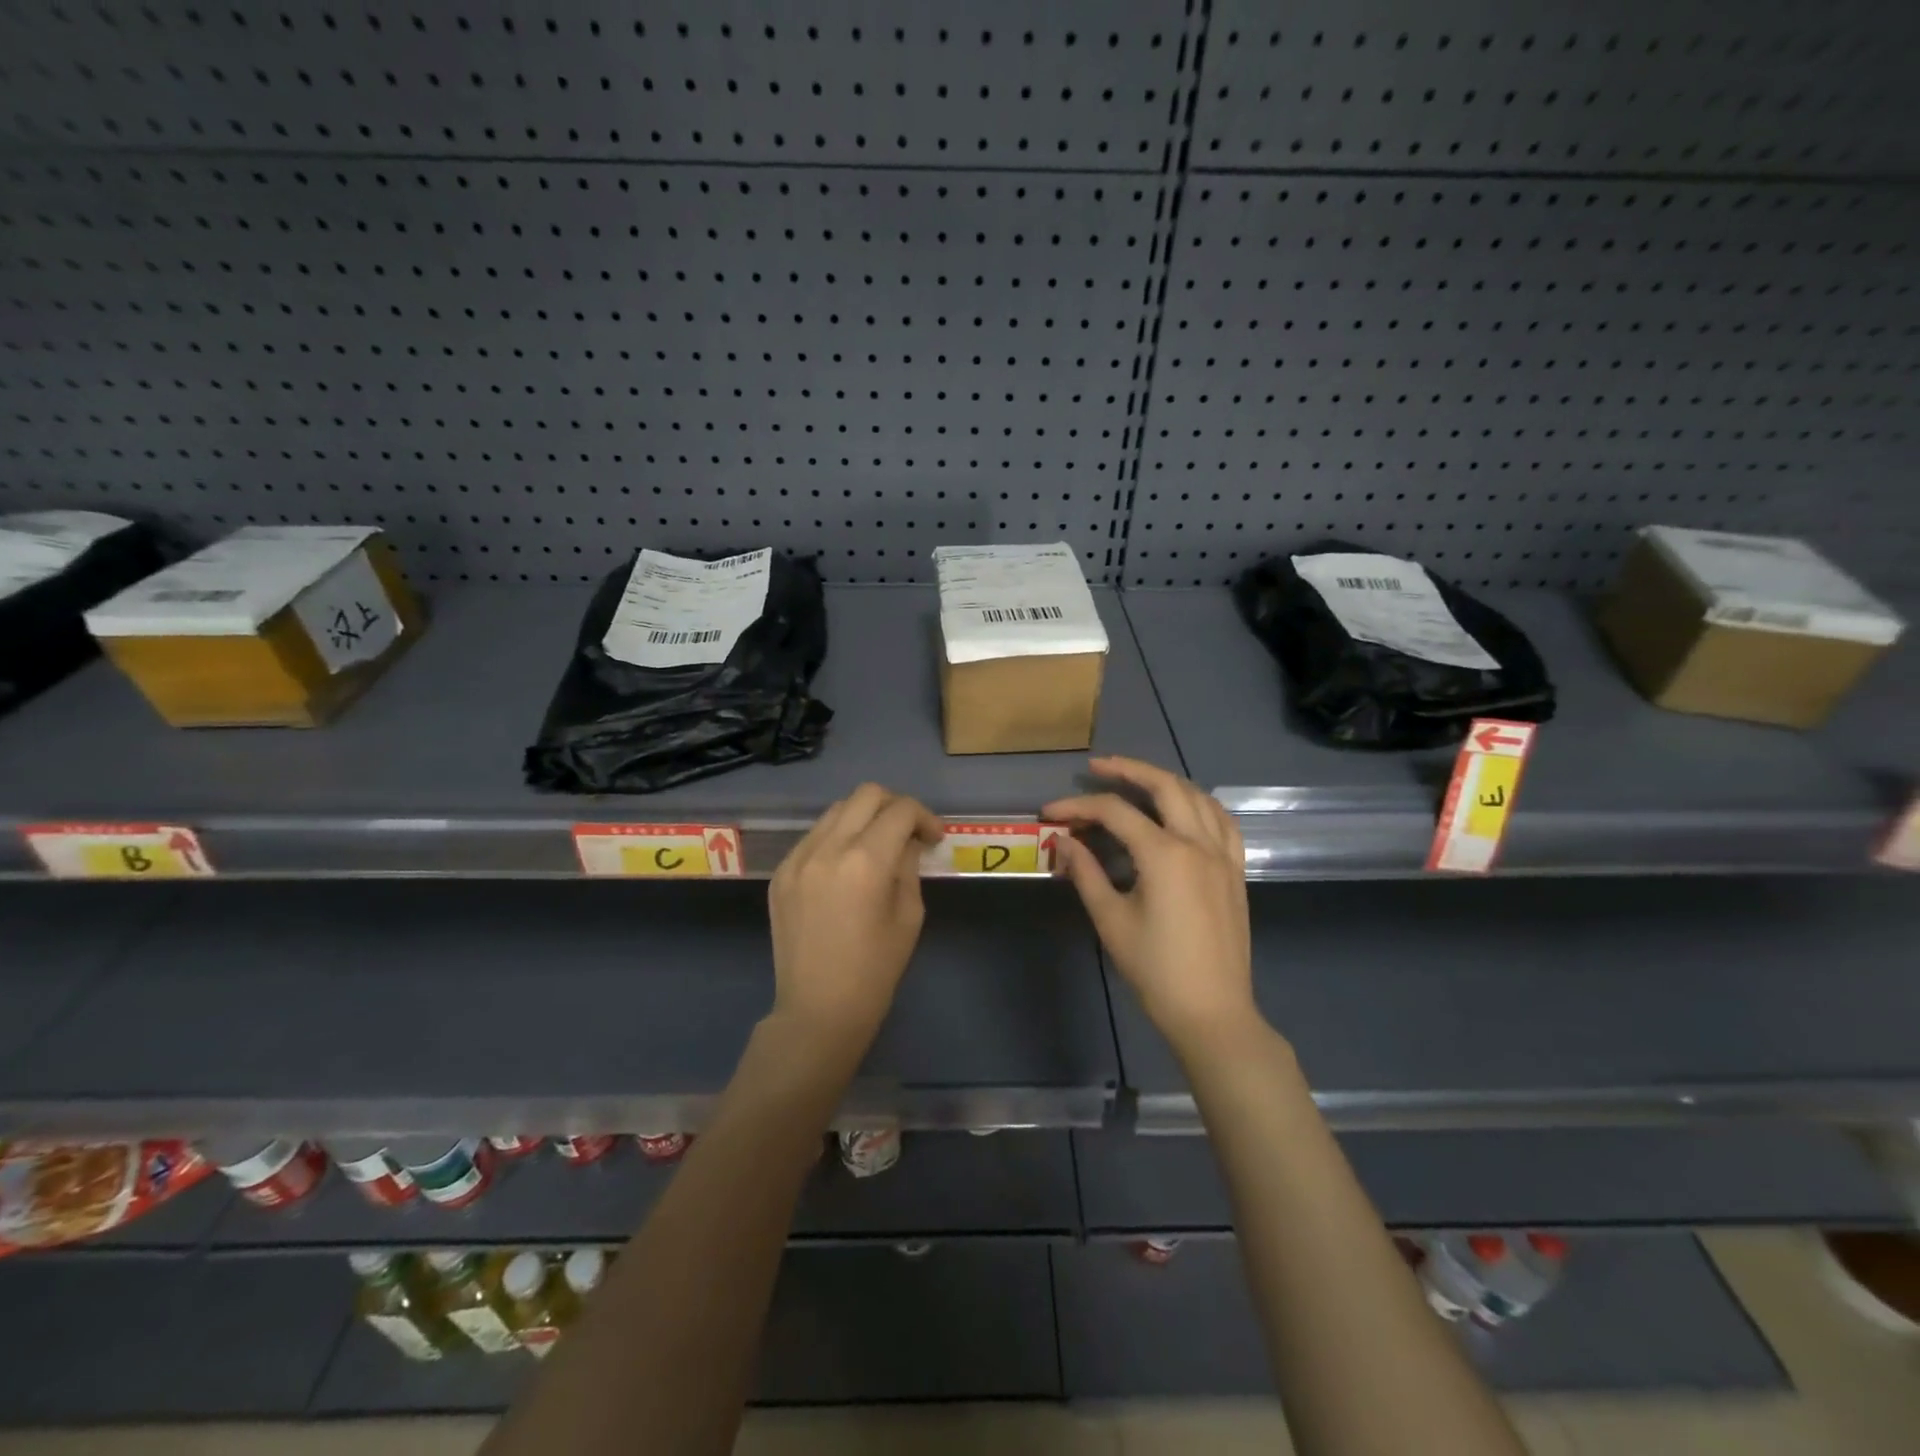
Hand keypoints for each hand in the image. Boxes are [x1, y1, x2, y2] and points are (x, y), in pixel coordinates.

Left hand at [768, 783, 943, 1042]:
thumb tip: (908, 842)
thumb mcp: (908, 916)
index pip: (900, 810)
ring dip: (863, 818)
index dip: (925, 817)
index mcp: (865, 861)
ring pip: (836, 810)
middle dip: (895, 806)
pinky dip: (837, 838)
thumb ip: (909, 867)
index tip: (933, 838)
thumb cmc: (874, 971)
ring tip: (877, 846)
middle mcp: (827, 848)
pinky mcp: (781, 873)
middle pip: (866, 795)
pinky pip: (814, 836)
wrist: (817, 1011)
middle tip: (908, 832)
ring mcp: (798, 858)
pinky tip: (846, 867)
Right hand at [1044, 756, 1257, 1053]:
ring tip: (1137, 781)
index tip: (1049, 813)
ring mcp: (1223, 855)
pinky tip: (1185, 808)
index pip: (1115, 812)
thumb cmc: (1155, 969)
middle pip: (1164, 786)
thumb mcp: (1111, 920)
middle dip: (1128, 770)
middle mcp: (1198, 843)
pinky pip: (1222, 821)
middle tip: (1097, 767)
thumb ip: (1085, 872)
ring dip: (1165, 781)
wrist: (1212, 1011)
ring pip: (1198, 796)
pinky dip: (1200, 803)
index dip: (1077, 806)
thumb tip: (1062, 841)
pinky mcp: (1235, 870)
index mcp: (1165, 854)